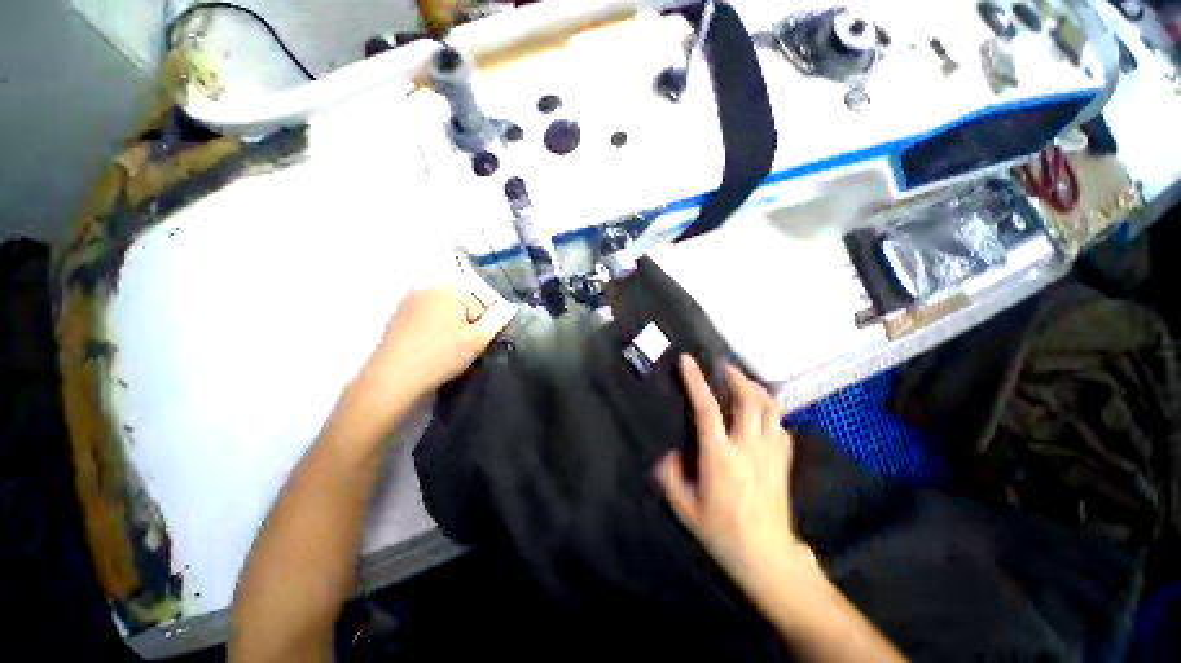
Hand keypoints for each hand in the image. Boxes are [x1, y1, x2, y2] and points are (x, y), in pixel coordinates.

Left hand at [366, 285, 512, 397]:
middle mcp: (428, 285)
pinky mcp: (399, 312)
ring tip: (453, 344)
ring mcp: (410, 298)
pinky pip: (429, 311)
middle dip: (472, 317)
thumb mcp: (477, 340)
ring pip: (446, 305)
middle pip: (464, 298)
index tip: (487, 336)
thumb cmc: (441, 356)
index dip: (490, 317)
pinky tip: (435, 342)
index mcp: (450, 288)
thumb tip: (509, 309)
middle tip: (471, 341)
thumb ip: (497, 321)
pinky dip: (438, 322)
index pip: (483, 297)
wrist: (393, 377)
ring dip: (455, 320)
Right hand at [656, 356, 810, 588]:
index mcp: (720, 456)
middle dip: (736, 377)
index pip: (706, 408)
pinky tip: (762, 415)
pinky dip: (771, 413)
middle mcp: (748, 447)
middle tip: (724, 367)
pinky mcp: (784, 462)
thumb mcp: (685, 509)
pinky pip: (781, 427)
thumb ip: (671, 477)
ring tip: (744, 382)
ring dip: (756, 389)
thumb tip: (669, 455)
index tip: (688, 361)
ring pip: (771, 408)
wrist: (767, 557)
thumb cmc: (722, 532)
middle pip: (749, 399)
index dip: (695, 381)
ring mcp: (771, 453)